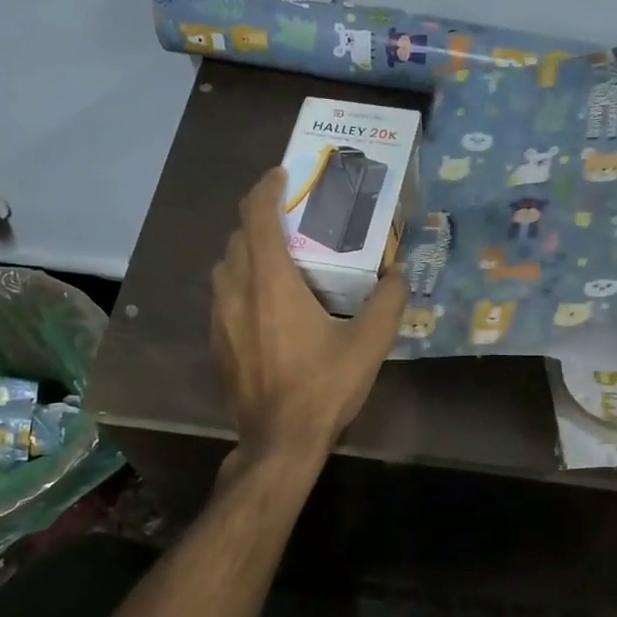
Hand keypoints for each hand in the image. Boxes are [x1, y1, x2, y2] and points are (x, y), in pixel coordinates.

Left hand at [211, 167, 406, 453]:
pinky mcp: (216, 342)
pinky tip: (265, 304)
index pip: (257, 215)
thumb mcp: (369, 344)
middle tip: (291, 220)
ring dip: (247, 251)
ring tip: (278, 258)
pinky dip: (240, 283)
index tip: (282, 175)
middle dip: (260, 219)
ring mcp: (220, 318)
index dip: (267, 188)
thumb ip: (388, 302)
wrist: (279, 440)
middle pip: (238, 237)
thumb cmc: (323, 386)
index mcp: (271, 281)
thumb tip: (400, 275)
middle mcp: (237, 290)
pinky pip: (223, 296)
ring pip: (225, 266)